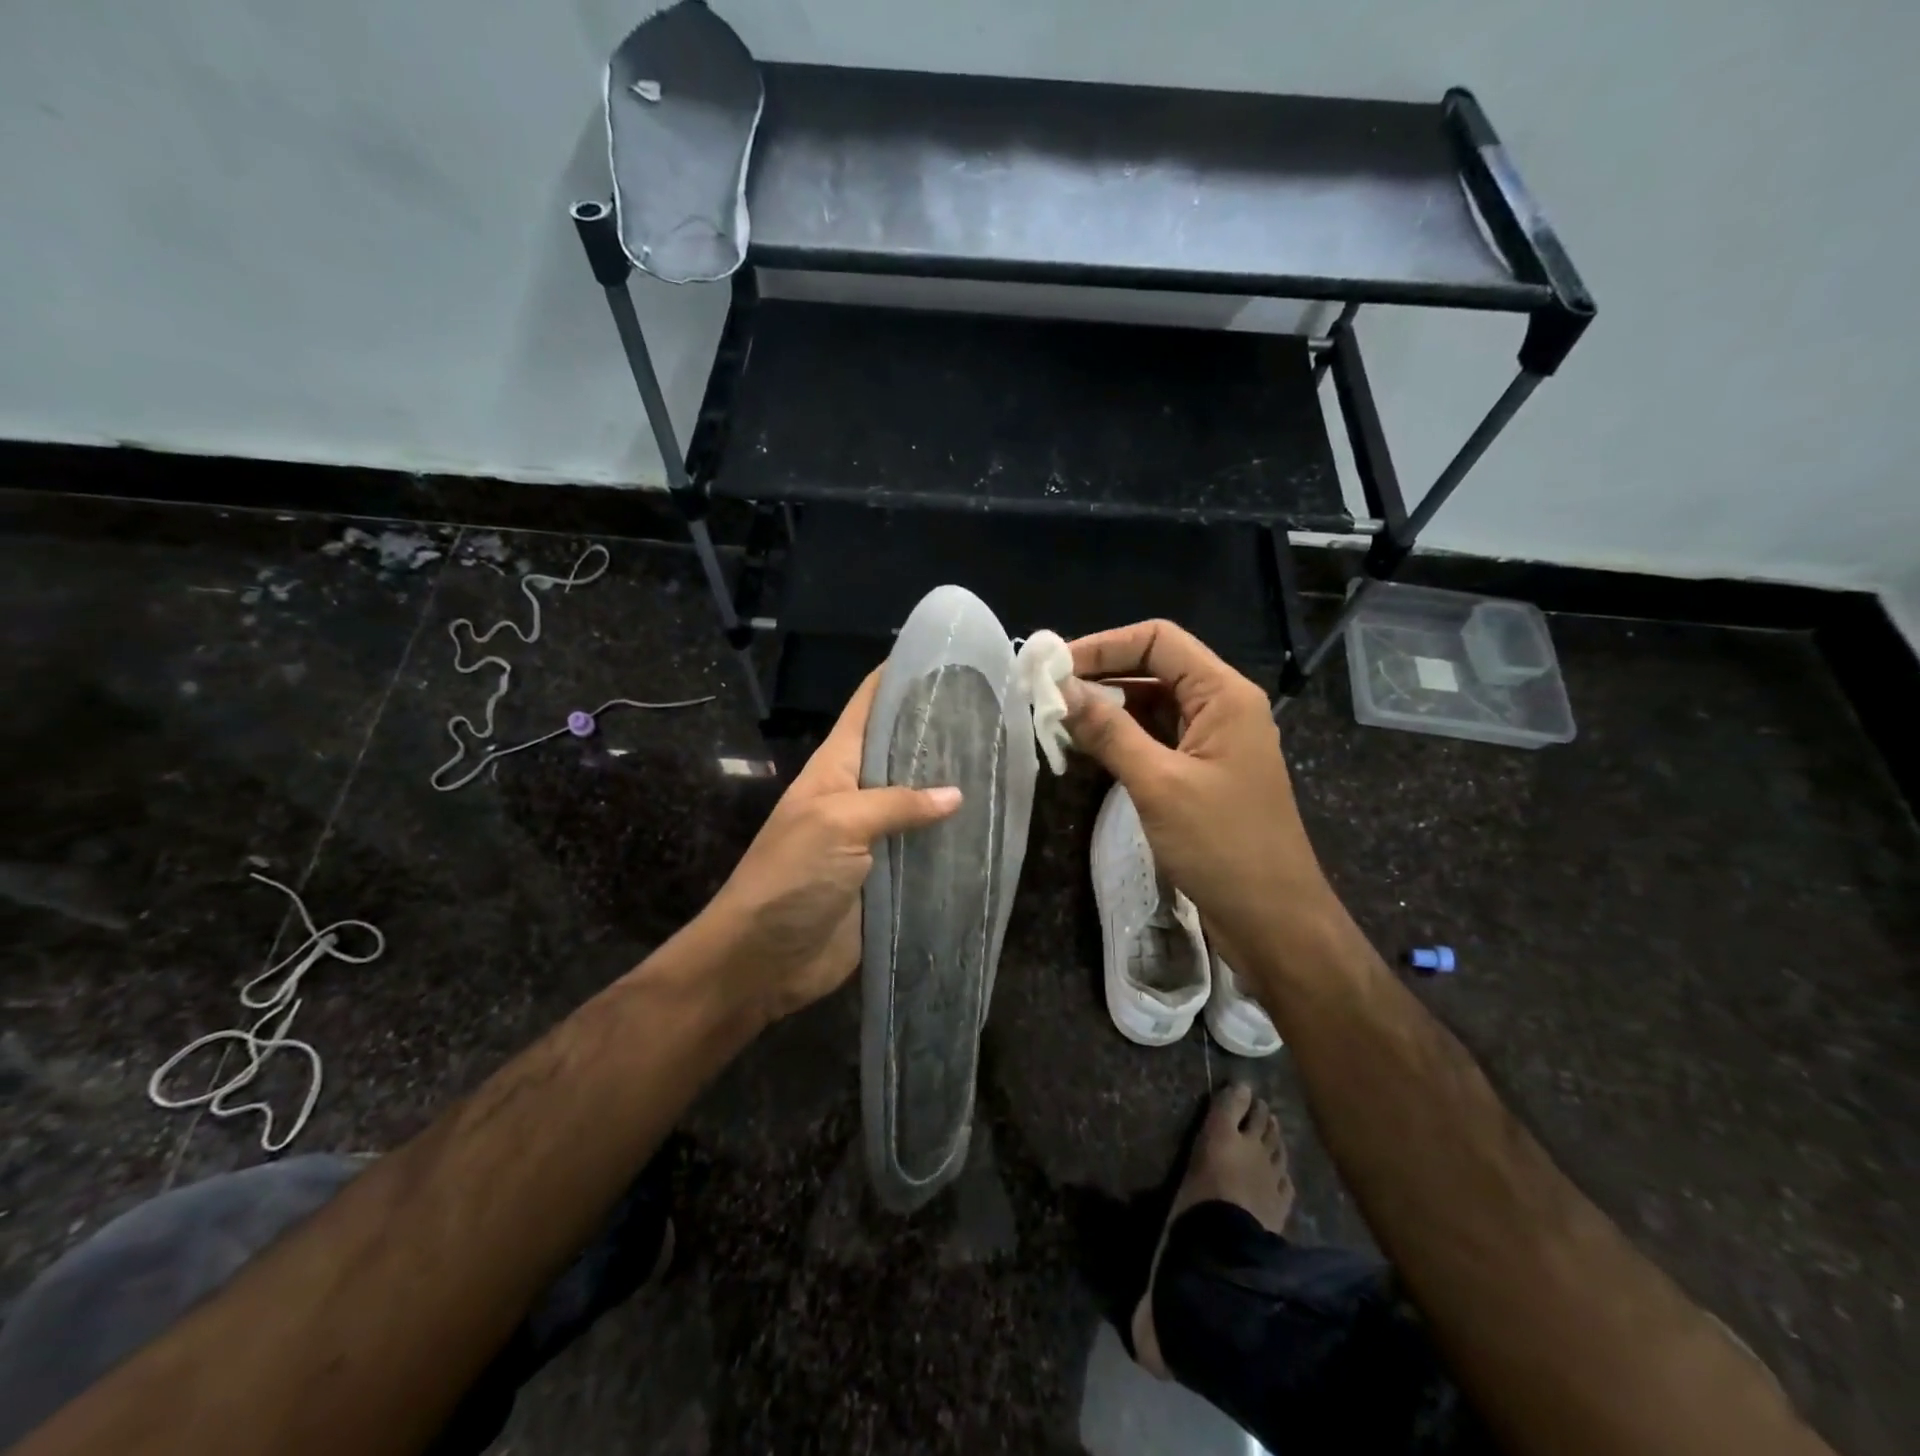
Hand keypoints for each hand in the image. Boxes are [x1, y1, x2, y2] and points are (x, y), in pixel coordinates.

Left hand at [699, 671, 961, 1022]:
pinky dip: (952, 842)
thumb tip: (956, 794)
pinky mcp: (888, 878)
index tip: (947, 659)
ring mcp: (873, 837)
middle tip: (995, 715)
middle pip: (902, 752)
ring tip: (1003, 768)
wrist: (762, 959)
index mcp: (837, 766)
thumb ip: (896, 803)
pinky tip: (987, 831)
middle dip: (941, 734)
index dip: (901, 677)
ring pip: (919, 803)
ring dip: (953, 791)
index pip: (869, 705)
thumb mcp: (838, 823)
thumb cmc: (790, 877)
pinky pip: (924, 851)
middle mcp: (858, 793)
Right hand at [1065, 620, 1330, 955]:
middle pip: (1153, 668)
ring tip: (1056, 721)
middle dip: (1100, 677)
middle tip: (1045, 695)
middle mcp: (1220, 707)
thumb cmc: (1223, 846)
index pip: (1159, 641)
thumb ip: (1109, 732)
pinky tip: (1084, 748)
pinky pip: (1154, 738)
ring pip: (1151, 705)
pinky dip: (1119, 738)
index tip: (1055, 668)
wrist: (1273, 921)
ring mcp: (1210, 741)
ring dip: (1106, 709)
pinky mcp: (1200, 772)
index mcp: (1224, 694)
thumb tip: (1061, 689)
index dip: (1104, 645)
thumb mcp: (1158, 784)